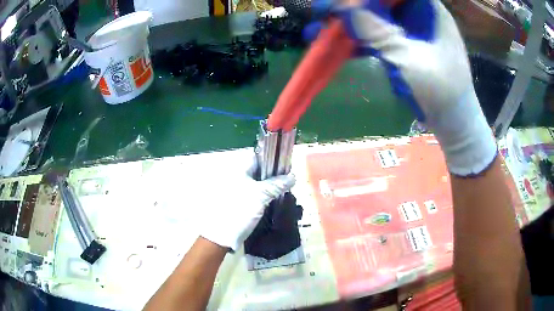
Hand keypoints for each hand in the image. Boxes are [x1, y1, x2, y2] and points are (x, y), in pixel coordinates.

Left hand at [199, 156, 295, 250]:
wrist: (222, 235)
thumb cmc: (239, 210)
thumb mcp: (260, 195)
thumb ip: (276, 184)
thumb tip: (292, 176)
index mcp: (240, 171)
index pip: (259, 158)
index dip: (273, 160)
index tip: (287, 167)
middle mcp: (239, 178)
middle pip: (261, 172)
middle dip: (275, 175)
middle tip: (289, 181)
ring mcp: (240, 191)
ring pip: (260, 184)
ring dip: (272, 187)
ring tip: (286, 191)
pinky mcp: (242, 203)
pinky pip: (258, 195)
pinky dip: (267, 197)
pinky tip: (276, 201)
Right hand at [307, 0, 496, 175]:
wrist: (452, 123)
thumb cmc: (443, 92)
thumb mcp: (410, 59)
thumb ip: (378, 31)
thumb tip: (343, 6)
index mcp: (428, 10)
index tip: (343, 1)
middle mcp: (416, 14)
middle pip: (379, 1)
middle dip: (349, 6)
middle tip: (321, 10)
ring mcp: (406, 30)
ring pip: (372, 17)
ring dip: (346, 23)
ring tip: (316, 30)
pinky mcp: (399, 45)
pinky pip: (373, 36)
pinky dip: (353, 41)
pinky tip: (331, 46)